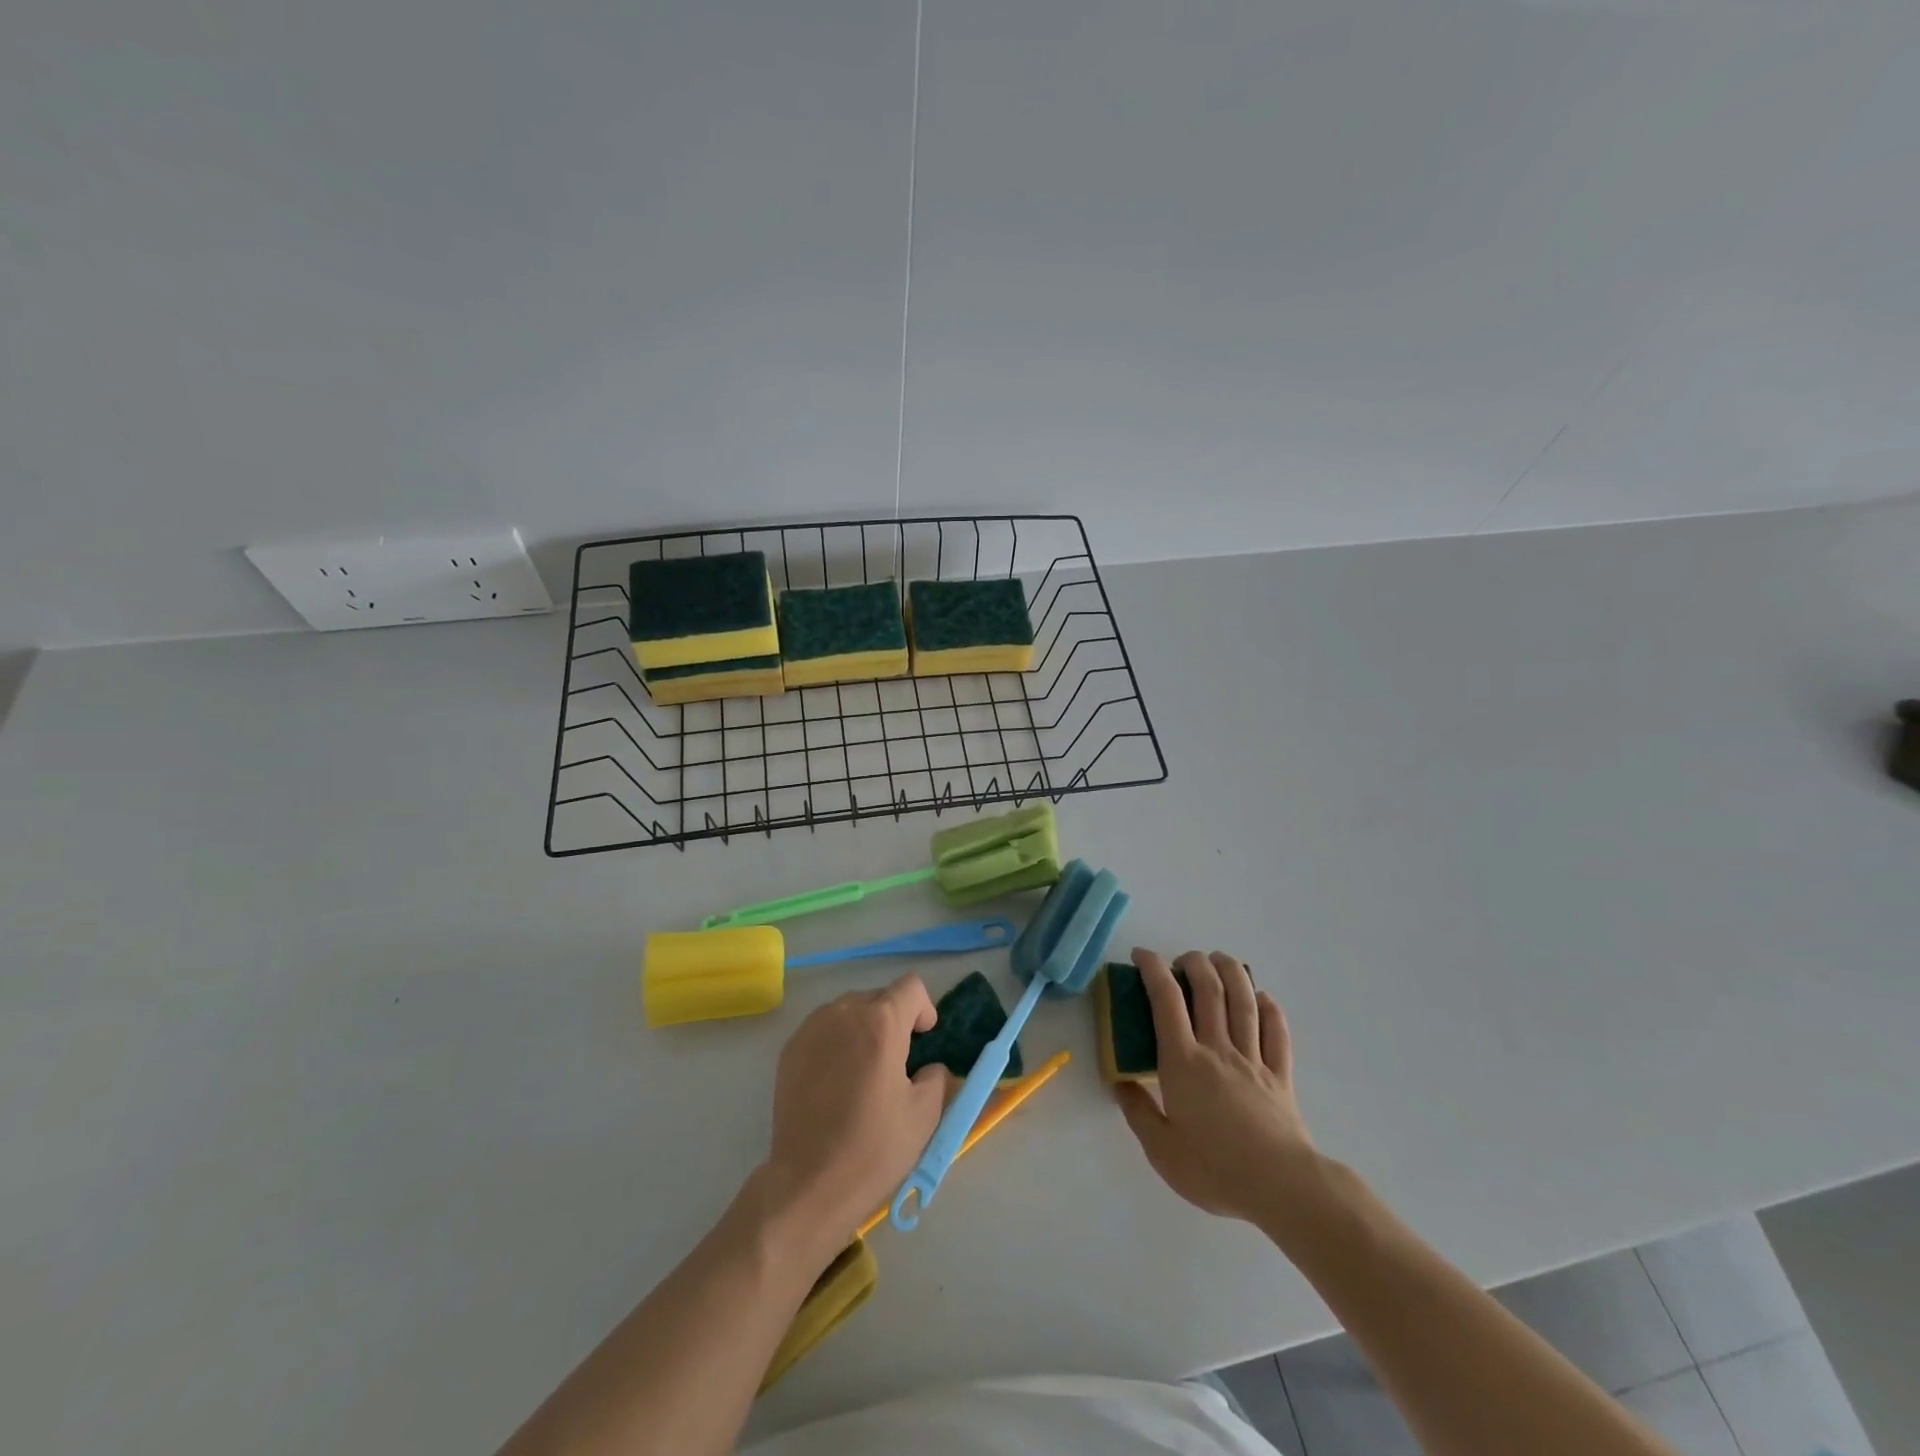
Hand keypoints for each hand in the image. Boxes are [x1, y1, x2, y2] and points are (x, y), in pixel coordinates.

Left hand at [759, 975, 952, 1250]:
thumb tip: (929, 1067)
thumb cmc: (873, 1148)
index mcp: (882, 1022)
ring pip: (849, 1010)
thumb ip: (936, 1076)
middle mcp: (845, 1012)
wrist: (808, 1183)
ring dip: (864, 1028)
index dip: (923, 1009)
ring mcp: (812, 1028)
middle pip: (879, 997)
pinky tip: (835, 1081)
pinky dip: (837, 1041)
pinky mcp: (790, 1048)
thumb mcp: (925, 1114)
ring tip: (863, 1071)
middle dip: (894, 1020)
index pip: (911, 986)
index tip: (923, 1041)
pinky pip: (824, 1028)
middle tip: (896, 1063)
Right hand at [1116, 948, 1316, 1223]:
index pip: (1166, 1000)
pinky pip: (1277, 1032)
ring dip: (1231, 972)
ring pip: (1244, 1002)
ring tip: (1219, 959)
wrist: (1282, 1188)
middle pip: (1209, 990)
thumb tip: (1120, 1083)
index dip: (1153, 969)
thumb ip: (1138, 1112)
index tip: (1142, 955)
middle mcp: (1218, 1049)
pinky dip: (1270, 1009)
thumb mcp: (1162, 1150)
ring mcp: (1253, 1059)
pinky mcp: (1280, 1076)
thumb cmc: (1215, 1169)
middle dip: (1194, 963)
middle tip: (1182, 959)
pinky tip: (1262, 998)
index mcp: (1184, 1062)